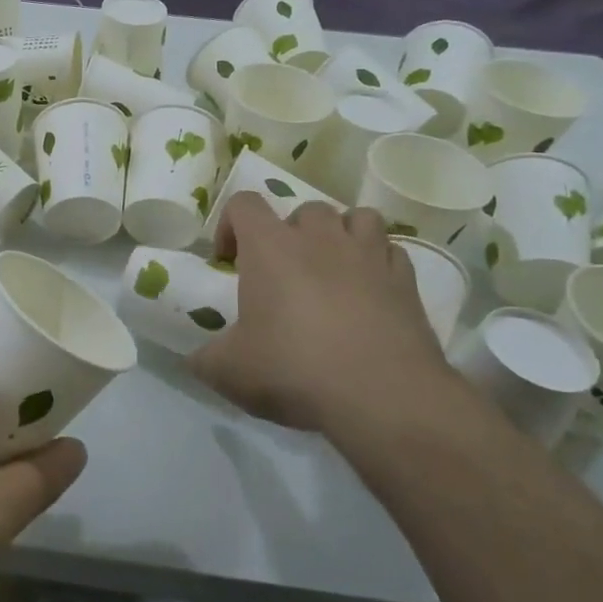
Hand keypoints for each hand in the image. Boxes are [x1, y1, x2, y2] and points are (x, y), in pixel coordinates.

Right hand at [191, 196, 454, 436]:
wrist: (383, 397)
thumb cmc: (294, 370)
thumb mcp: (228, 371)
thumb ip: (205, 359)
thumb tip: (195, 360)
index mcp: (269, 247)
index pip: (244, 203)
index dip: (230, 225)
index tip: (228, 260)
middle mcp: (320, 238)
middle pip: (303, 209)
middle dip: (290, 232)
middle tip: (283, 271)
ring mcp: (368, 255)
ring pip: (357, 217)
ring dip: (341, 235)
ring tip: (332, 268)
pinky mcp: (407, 280)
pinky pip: (391, 252)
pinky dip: (377, 263)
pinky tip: (369, 292)